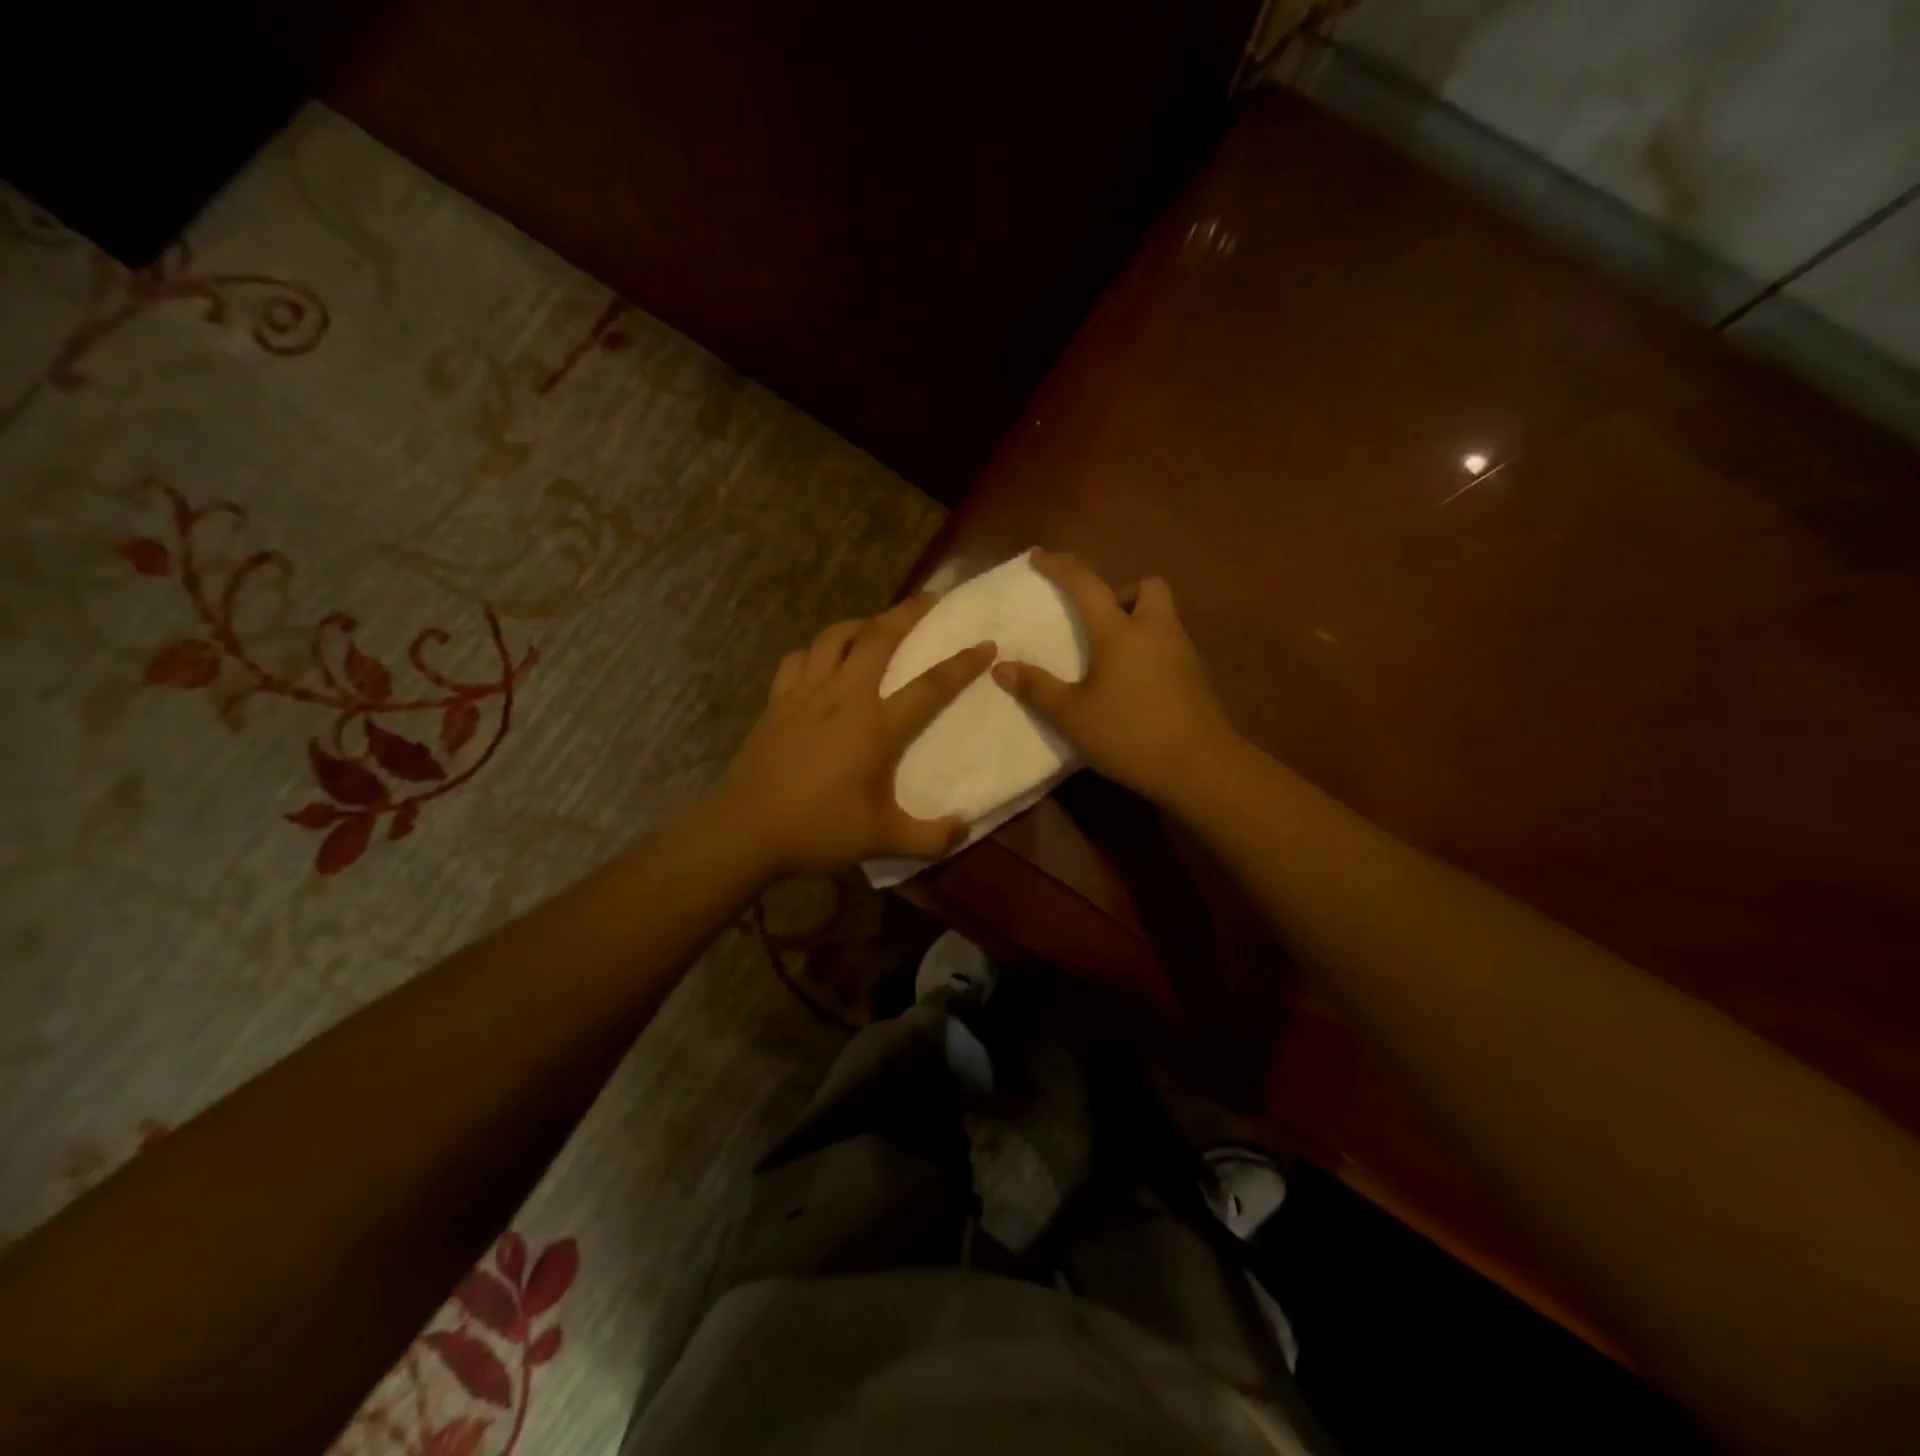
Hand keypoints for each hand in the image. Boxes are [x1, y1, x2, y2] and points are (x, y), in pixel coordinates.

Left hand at [718, 595, 995, 875]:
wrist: (747, 830)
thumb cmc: (819, 830)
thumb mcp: (884, 840)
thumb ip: (931, 838)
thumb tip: (965, 829)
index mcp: (876, 726)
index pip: (930, 686)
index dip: (962, 664)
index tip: (985, 644)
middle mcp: (843, 697)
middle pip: (878, 638)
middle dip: (908, 612)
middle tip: (929, 599)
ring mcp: (805, 694)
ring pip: (834, 637)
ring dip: (860, 623)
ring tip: (874, 625)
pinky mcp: (777, 701)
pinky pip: (798, 659)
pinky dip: (816, 650)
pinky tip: (822, 659)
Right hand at [992, 550, 1236, 805]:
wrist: (1200, 766)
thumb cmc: (1129, 734)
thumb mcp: (1072, 716)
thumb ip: (1037, 688)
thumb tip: (1001, 667)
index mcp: (1120, 632)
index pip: (1086, 584)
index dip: (1060, 567)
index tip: (1040, 556)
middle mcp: (1155, 630)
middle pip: (1146, 586)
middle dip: (1120, 593)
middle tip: (1098, 622)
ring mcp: (1182, 652)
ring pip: (1161, 615)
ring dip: (1137, 621)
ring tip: (1111, 657)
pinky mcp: (1196, 676)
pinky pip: (1170, 644)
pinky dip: (1150, 649)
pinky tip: (1134, 683)